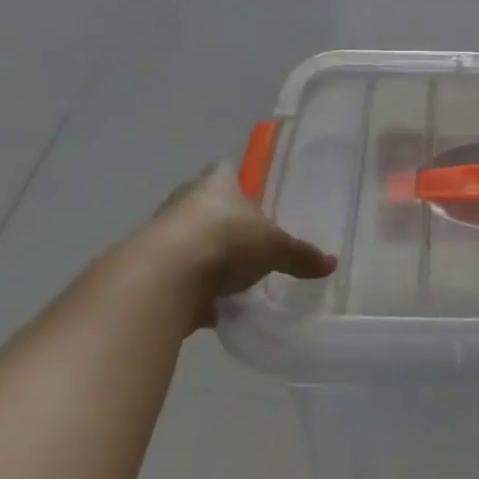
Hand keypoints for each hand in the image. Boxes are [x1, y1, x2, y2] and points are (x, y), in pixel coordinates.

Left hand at [112, 164, 335, 327]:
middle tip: (246, 242)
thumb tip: (332, 263)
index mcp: (216, 183)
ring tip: (229, 280)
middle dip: (222, 222)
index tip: (252, 198)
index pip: (226, 170)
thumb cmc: (226, 242)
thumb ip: (300, 256)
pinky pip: (175, 275)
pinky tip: (209, 308)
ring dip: (204, 257)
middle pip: (204, 205)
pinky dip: (190, 290)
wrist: (163, 279)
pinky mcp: (146, 268)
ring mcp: (160, 233)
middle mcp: (184, 199)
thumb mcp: (275, 249)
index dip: (239, 182)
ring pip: (187, 240)